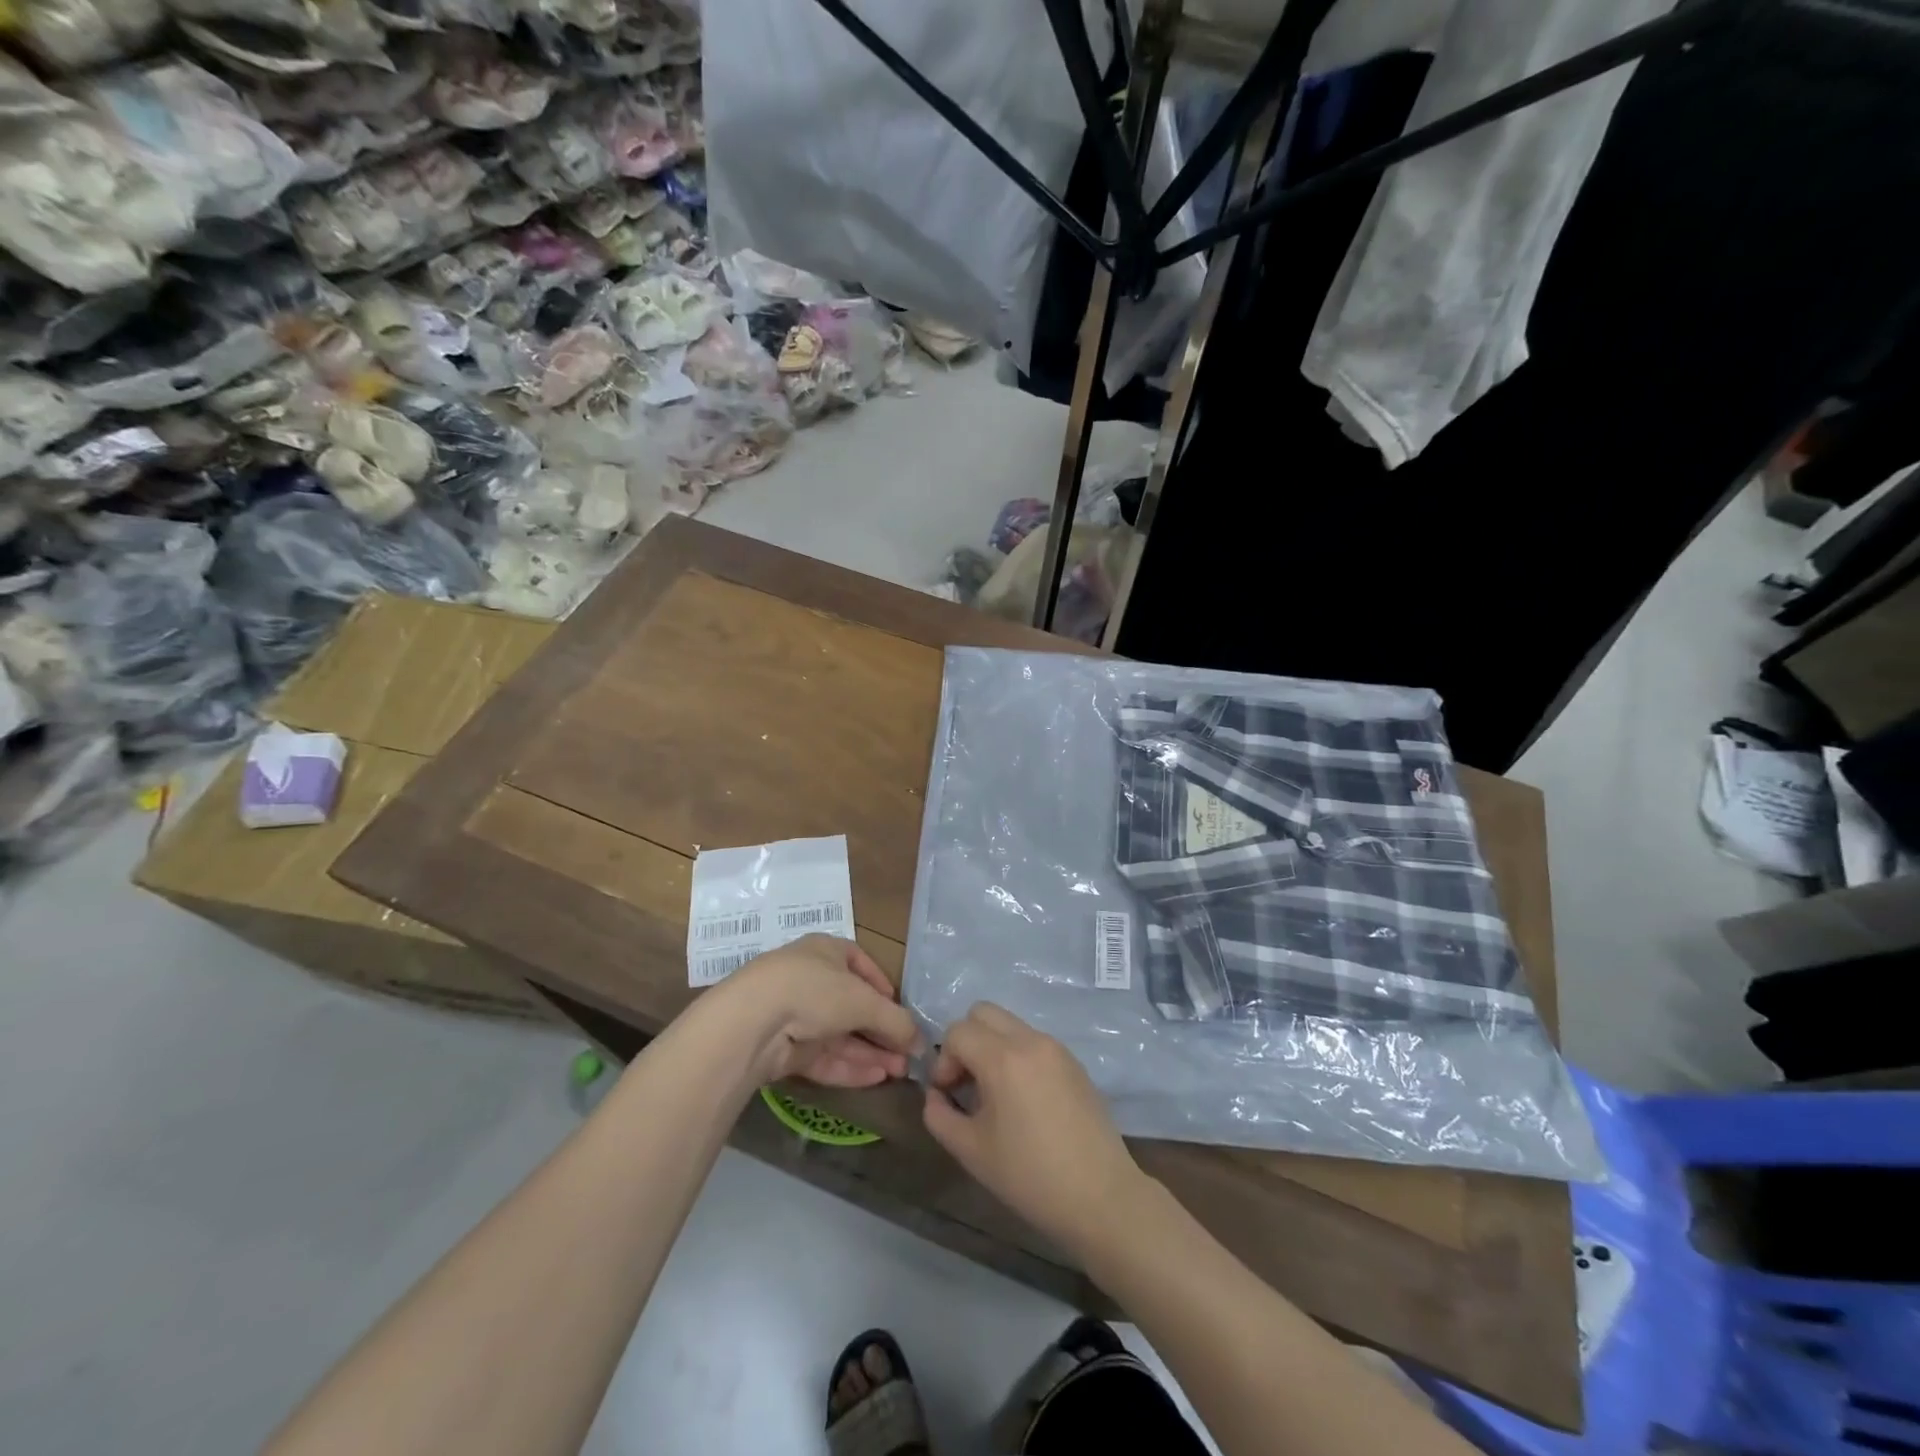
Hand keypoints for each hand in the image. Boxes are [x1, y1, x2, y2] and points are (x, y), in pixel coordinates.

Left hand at [718, 935, 921, 1088]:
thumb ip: (896, 1021)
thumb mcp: (864, 1001)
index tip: (901, 1010)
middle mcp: (810, 979)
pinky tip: (876, 1079)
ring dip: (870, 1053)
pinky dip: (849, 1067)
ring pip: (839, 1035)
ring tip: (900, 1072)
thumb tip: (922, 1043)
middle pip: (852, 1006)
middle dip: (881, 1031)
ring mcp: (795, 1015)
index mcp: (826, 951)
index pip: (860, 964)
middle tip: (908, 1054)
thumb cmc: (815, 991)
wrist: (752, 1022)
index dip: (883, 986)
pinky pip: (823, 1057)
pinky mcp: (784, 1049)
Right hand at [921, 1003, 1148, 1257]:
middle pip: (983, 1012)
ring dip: (992, 1047)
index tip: (949, 1094)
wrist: (1100, 1196)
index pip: (958, 1031)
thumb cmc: (1030, 1176)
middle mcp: (1031, 1040)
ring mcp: (1056, 1048)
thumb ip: (939, 1115)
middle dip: (966, 1041)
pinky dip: (1017, 1056)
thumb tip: (935, 1095)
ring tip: (995, 1095)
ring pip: (1010, 1024)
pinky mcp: (1074, 1062)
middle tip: (967, 1083)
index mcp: (1003, 1058)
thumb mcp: (971, 1151)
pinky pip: (1033, 1041)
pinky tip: (1023, 1100)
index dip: (944, 1060)